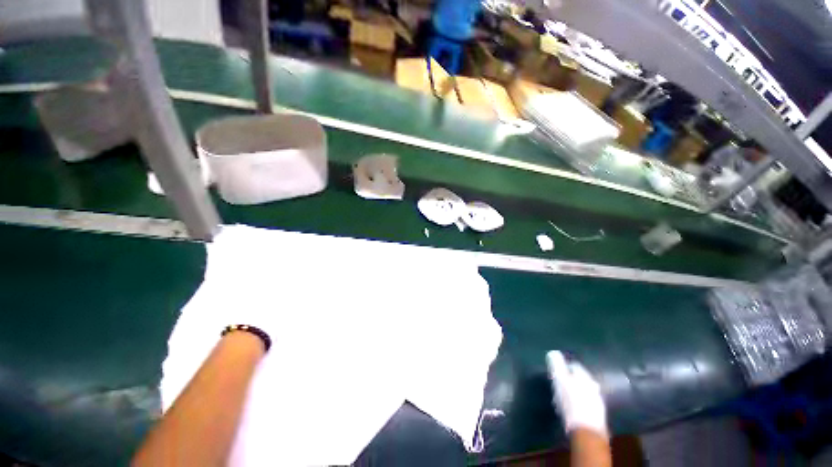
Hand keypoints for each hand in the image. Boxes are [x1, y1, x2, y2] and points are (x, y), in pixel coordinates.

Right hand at [546, 351, 607, 437]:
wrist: (587, 430)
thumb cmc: (571, 401)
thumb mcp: (560, 380)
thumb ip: (556, 365)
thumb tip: (553, 352)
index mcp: (584, 376)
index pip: (574, 365)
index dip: (564, 366)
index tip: (556, 370)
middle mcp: (593, 386)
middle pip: (581, 378)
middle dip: (572, 379)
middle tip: (560, 382)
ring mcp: (598, 401)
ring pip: (585, 391)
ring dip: (577, 391)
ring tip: (566, 396)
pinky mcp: (598, 415)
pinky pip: (587, 404)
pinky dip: (581, 403)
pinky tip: (574, 408)